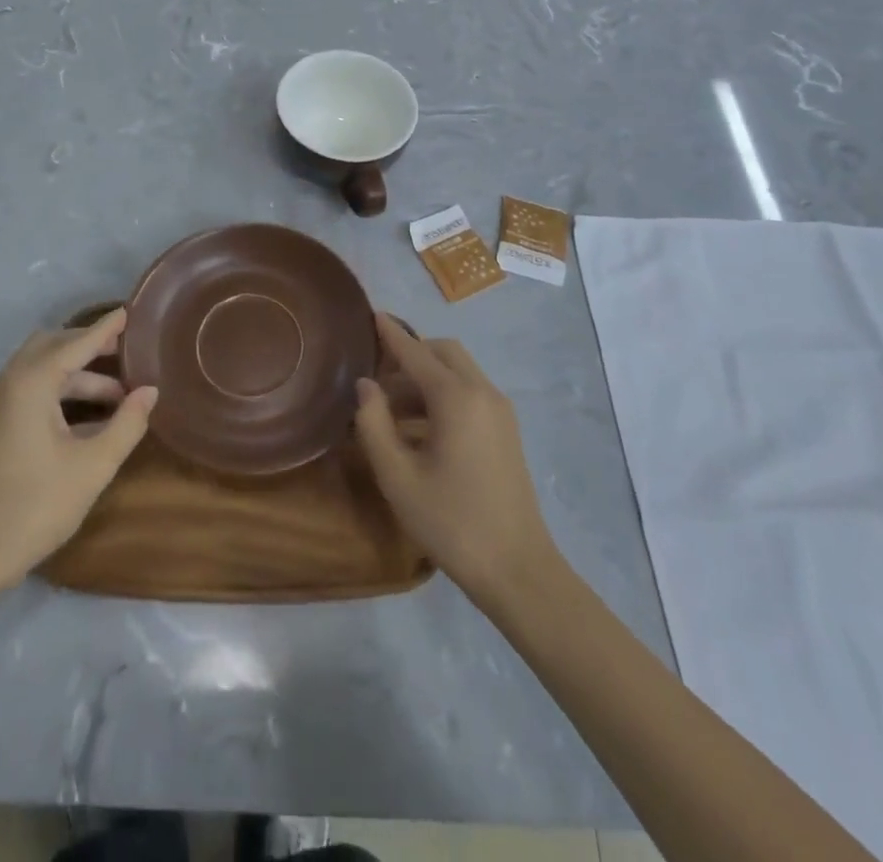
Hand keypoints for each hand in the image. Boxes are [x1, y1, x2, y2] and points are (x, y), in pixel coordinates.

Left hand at [0, 309, 156, 599]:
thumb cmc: (35, 506)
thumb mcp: (93, 466)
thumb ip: (126, 423)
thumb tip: (150, 391)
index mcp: (30, 384)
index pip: (76, 343)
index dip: (105, 329)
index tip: (130, 312)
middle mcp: (9, 383)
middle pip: (53, 347)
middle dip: (89, 346)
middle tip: (127, 352)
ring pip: (41, 370)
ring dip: (78, 374)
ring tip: (119, 394)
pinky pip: (30, 389)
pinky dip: (60, 390)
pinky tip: (89, 416)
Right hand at [355, 313, 560, 610]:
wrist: (517, 569)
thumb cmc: (450, 521)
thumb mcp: (397, 476)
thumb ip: (374, 423)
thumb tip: (365, 385)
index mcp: (456, 398)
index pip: (416, 351)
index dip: (390, 333)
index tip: (371, 313)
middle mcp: (482, 392)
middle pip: (442, 353)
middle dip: (409, 355)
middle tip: (376, 376)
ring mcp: (499, 411)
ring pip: (458, 372)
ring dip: (424, 377)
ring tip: (388, 408)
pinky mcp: (506, 430)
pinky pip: (469, 393)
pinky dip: (442, 394)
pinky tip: (417, 427)